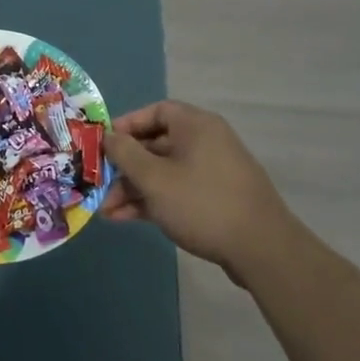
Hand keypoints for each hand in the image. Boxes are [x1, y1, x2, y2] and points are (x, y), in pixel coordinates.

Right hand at [100, 100, 297, 274]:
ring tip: (105, 211)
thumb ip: (126, 154)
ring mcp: (210, 172)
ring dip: (133, 189)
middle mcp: (205, 142)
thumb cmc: (202, 203)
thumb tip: (109, 136)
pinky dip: (151, 201)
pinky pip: (175, 191)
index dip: (127, 125)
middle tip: (98, 184)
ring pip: (162, 172)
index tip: (103, 144)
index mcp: (195, 126)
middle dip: (124, 166)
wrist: (261, 249)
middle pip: (155, 144)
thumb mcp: (155, 178)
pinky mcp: (213, 199)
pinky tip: (124, 219)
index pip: (156, 111)